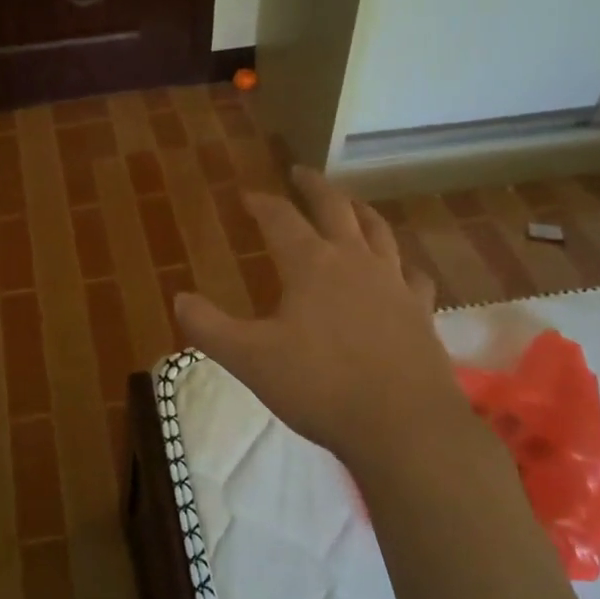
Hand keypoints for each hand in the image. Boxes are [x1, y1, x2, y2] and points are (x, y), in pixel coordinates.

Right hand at [173, 168, 480, 477]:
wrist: (404, 426)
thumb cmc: (321, 386)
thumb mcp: (250, 359)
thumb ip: (209, 327)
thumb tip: (179, 298)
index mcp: (311, 264)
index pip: (280, 218)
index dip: (261, 202)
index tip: (247, 195)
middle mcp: (355, 261)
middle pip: (335, 207)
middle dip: (315, 186)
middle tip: (301, 172)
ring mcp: (394, 283)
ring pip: (378, 231)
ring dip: (360, 210)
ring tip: (351, 204)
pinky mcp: (420, 310)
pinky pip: (412, 273)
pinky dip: (400, 263)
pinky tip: (399, 270)